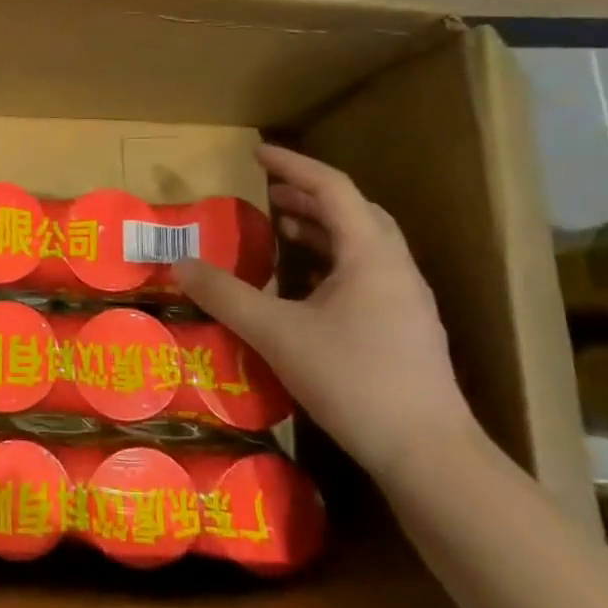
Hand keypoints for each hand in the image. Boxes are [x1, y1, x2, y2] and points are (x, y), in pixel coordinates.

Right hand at [172, 146, 476, 487]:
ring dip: (323, 230)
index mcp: (371, 254)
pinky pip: (366, 274)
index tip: (257, 154)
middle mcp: (395, 267)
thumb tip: (180, 264)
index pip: (332, 188)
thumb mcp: (277, 333)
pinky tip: (307, 287)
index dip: (293, 166)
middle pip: (354, 212)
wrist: (427, 453)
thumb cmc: (353, 379)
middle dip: (309, 197)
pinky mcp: (406, 329)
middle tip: (268, 195)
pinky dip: (333, 263)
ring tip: (283, 231)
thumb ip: (226, 295)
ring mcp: (407, 300)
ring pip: (363, 245)